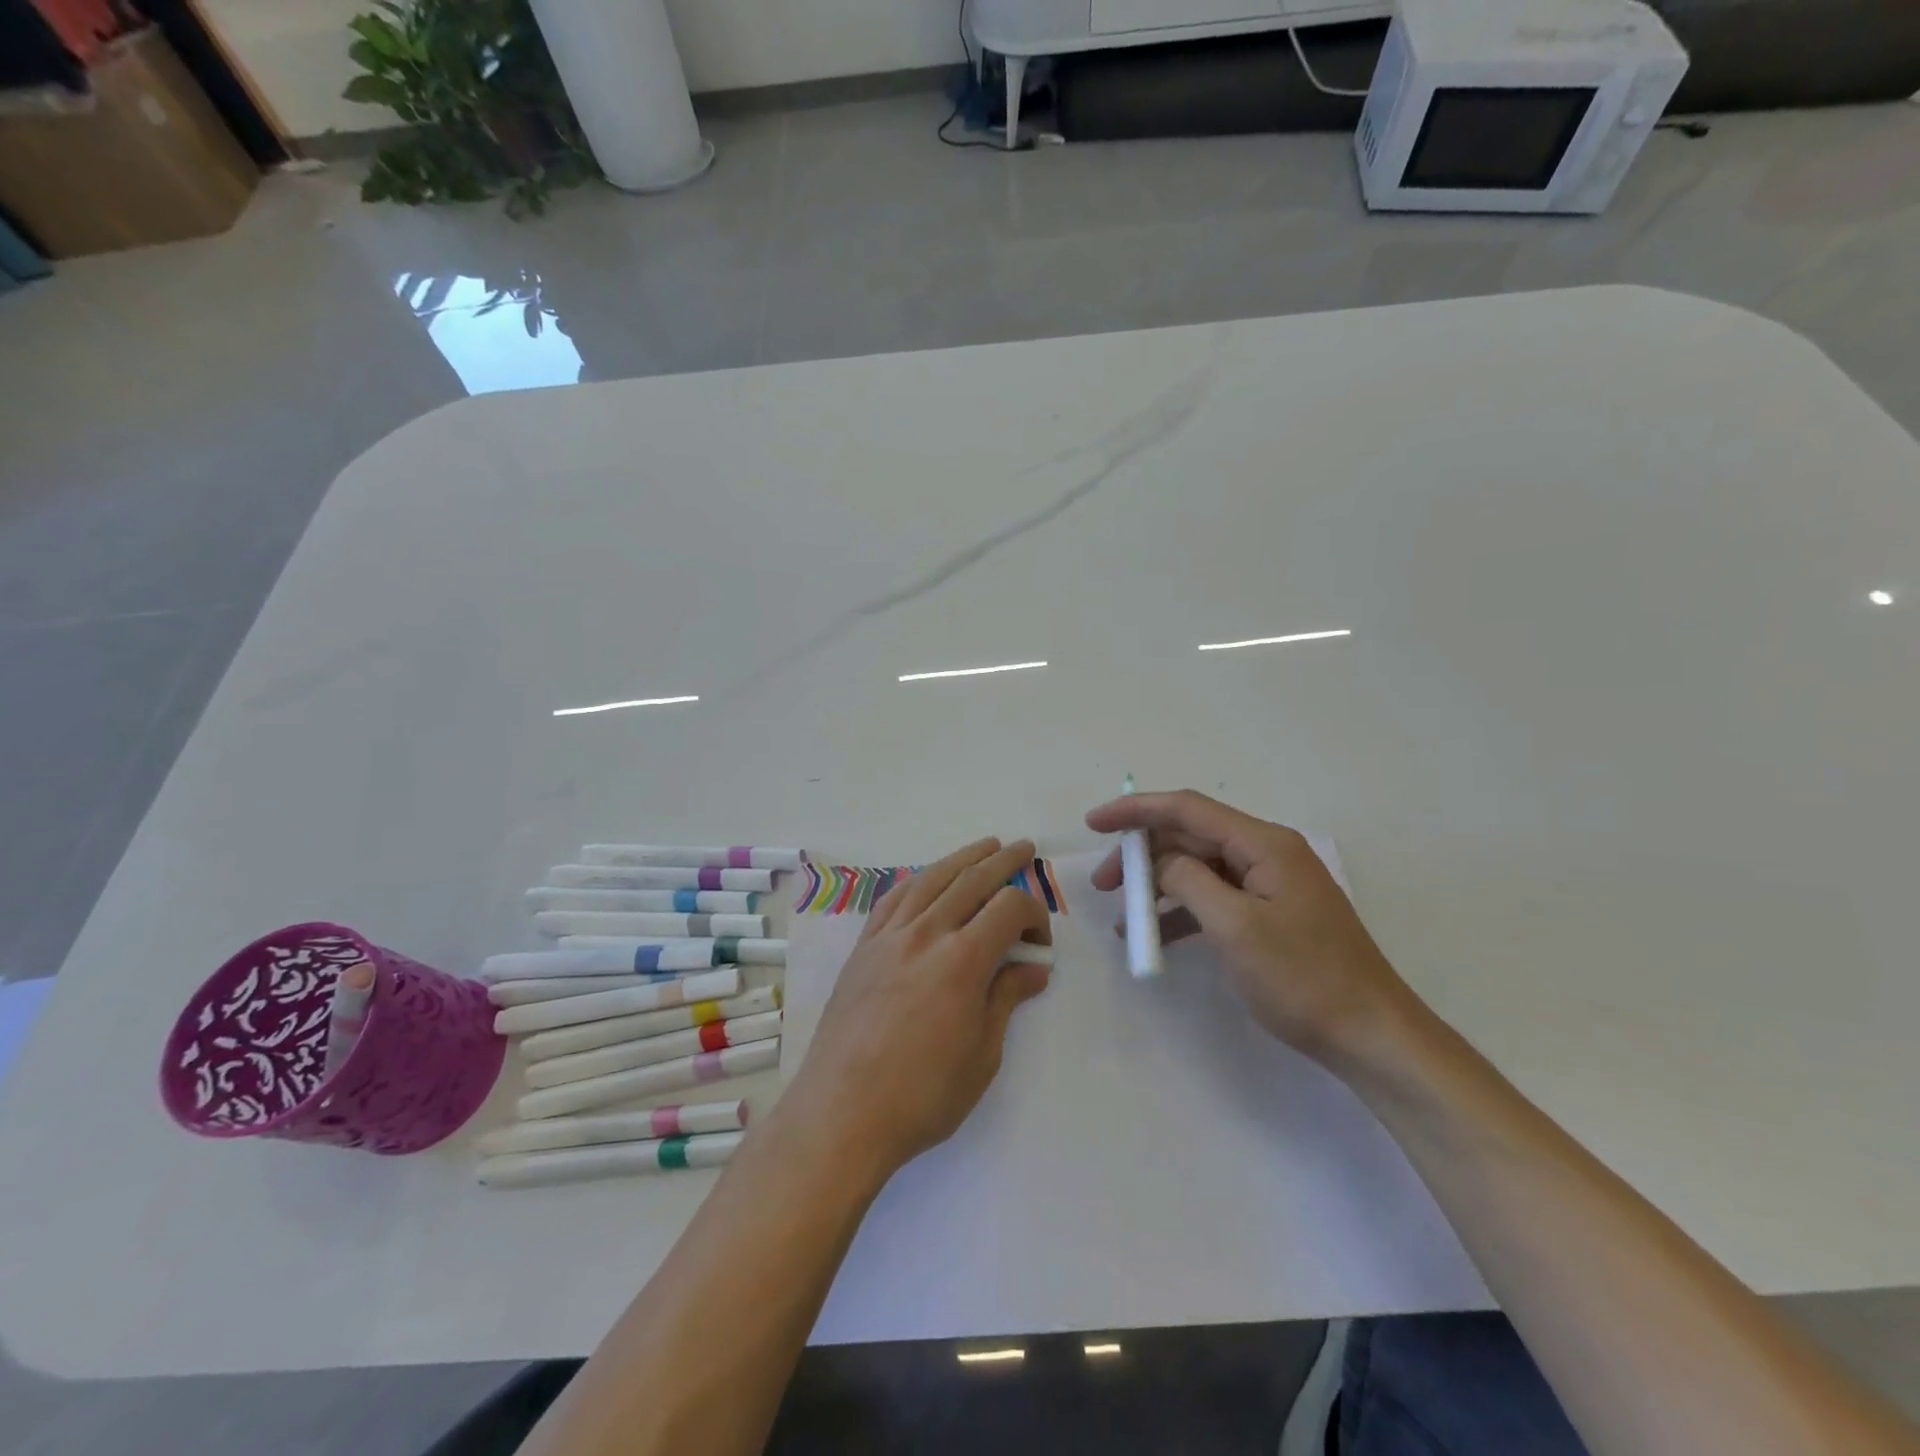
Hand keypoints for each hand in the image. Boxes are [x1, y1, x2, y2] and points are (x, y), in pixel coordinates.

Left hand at [786, 838, 1052, 1181]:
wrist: (842, 1111)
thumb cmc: (922, 1095)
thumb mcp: (982, 1055)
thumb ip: (1006, 1000)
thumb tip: (1034, 970)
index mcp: (963, 960)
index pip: (1009, 908)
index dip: (1035, 915)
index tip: (1040, 944)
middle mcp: (926, 934)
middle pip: (972, 880)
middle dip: (1004, 862)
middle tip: (1024, 848)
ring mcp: (889, 937)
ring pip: (931, 879)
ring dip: (962, 858)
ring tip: (985, 846)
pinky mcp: (863, 948)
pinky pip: (894, 898)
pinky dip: (918, 880)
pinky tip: (927, 878)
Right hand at [1086, 790, 1412, 1067]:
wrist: (1371, 1036)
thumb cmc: (1304, 978)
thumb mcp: (1236, 927)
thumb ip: (1189, 881)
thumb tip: (1161, 863)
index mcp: (1264, 844)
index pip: (1187, 809)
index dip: (1135, 810)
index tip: (1093, 822)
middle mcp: (1266, 853)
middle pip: (1190, 838)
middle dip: (1142, 855)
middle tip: (1102, 883)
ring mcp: (1270, 884)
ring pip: (1198, 869)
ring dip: (1157, 887)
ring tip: (1122, 916)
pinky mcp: (1270, 914)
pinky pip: (1214, 898)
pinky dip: (1181, 911)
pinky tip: (1154, 936)